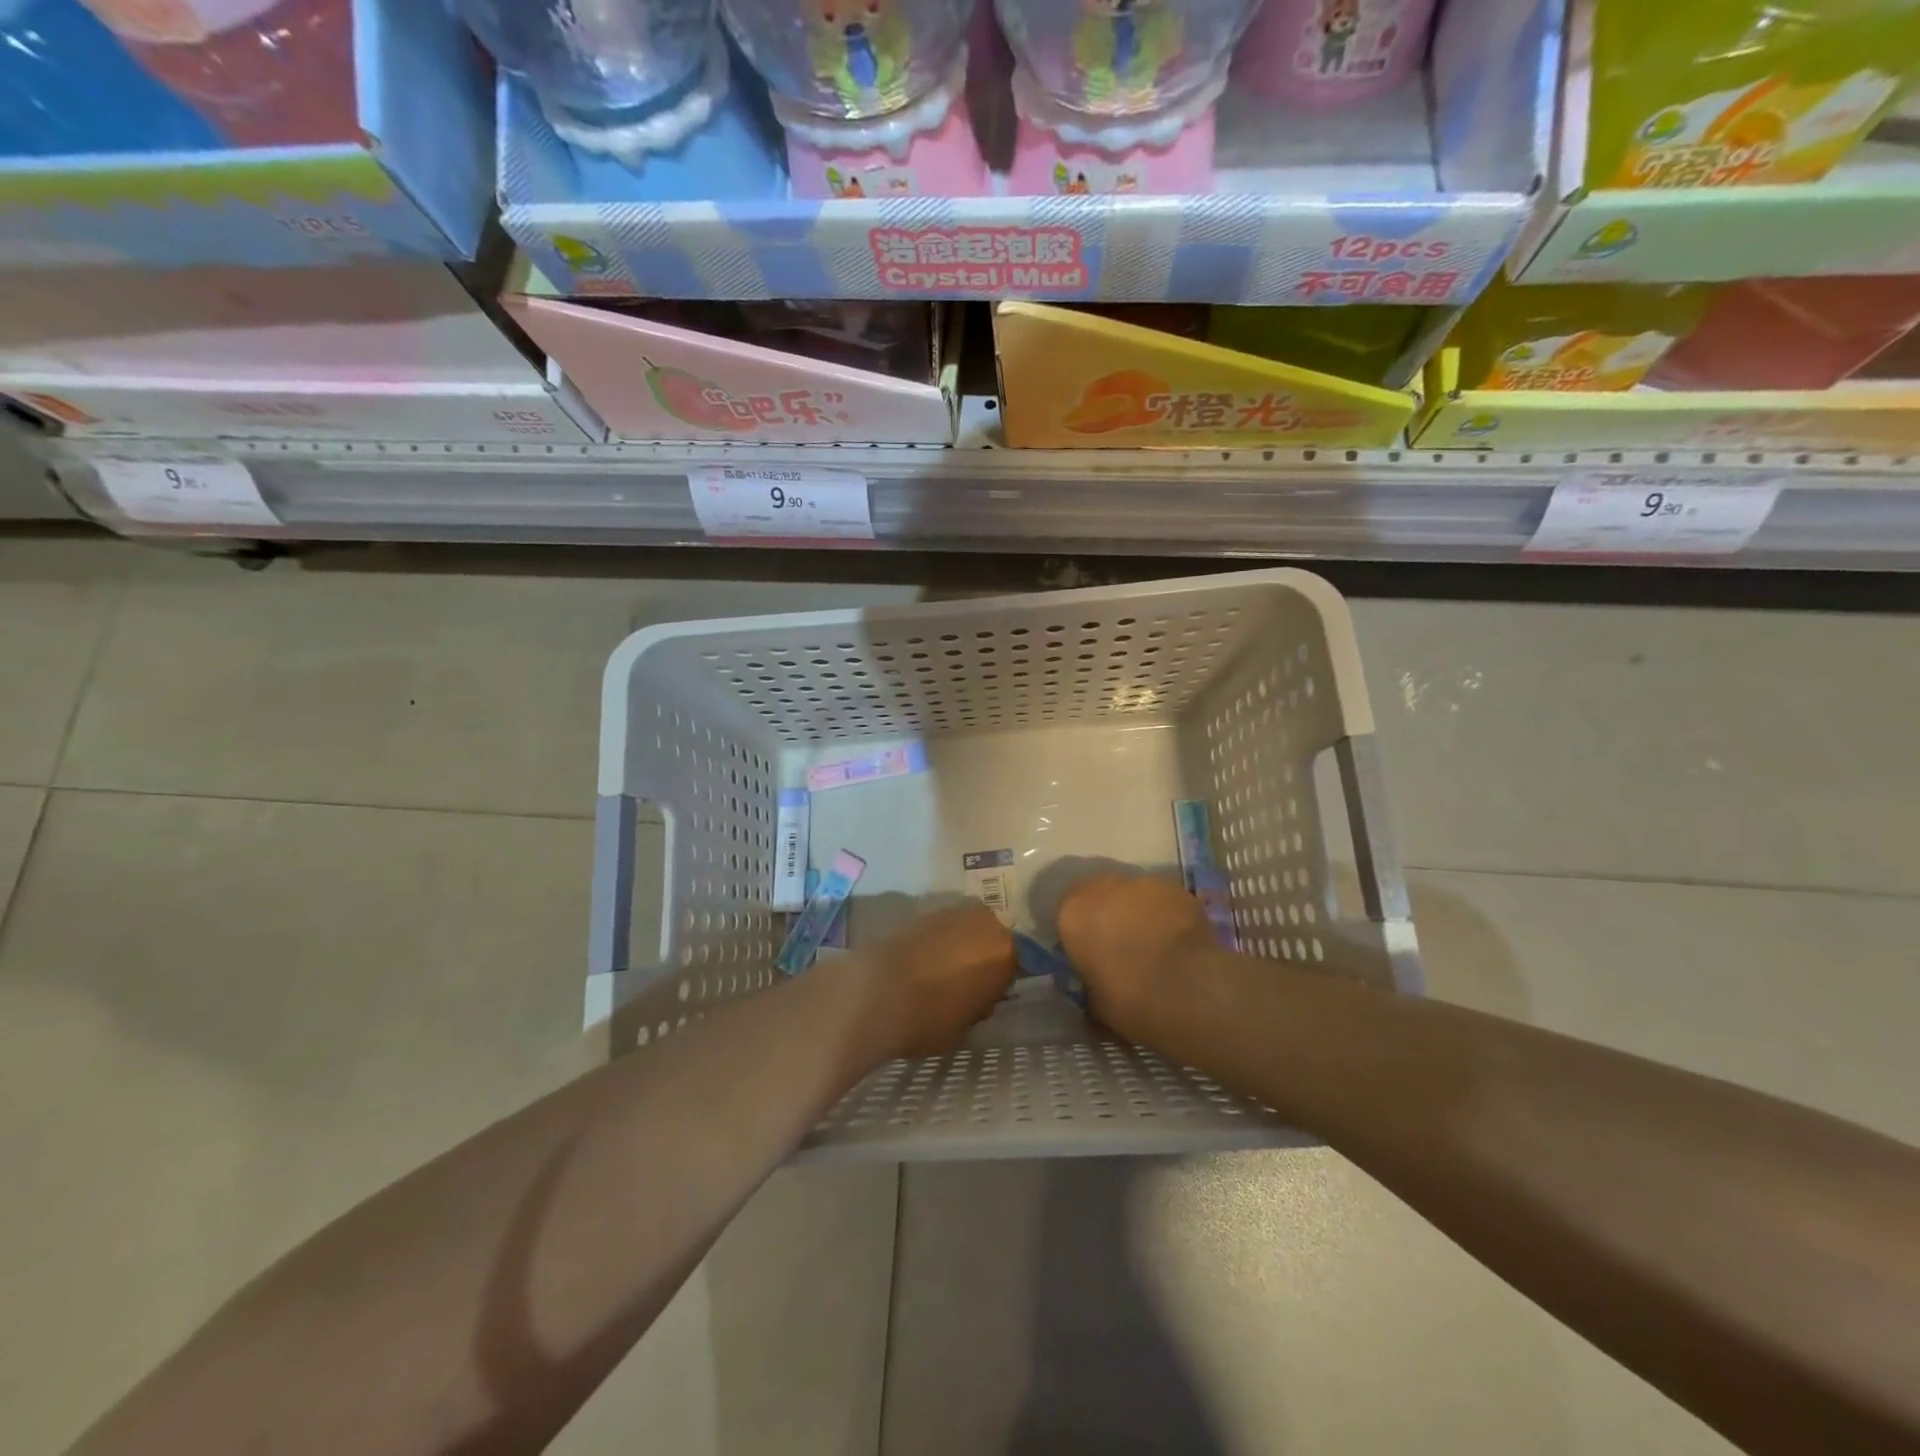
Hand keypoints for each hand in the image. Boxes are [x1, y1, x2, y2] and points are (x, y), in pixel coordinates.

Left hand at [858, 903, 1015, 1059]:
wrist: (878, 991)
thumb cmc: (931, 1017)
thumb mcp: (967, 1025)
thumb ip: (979, 1004)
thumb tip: (976, 995)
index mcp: (1006, 952)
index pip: (1012, 966)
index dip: (997, 984)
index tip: (983, 999)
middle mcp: (985, 922)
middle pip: (989, 939)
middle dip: (979, 957)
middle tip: (962, 984)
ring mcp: (952, 911)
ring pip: (964, 930)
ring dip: (957, 946)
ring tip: (937, 972)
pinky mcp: (922, 911)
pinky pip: (939, 929)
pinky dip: (934, 942)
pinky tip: (920, 962)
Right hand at [1057, 873, 1213, 1039]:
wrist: (1189, 990)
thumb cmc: (1131, 1001)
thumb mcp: (1095, 1003)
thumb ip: (1089, 982)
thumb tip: (1094, 985)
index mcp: (1073, 914)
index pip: (1066, 914)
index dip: (1079, 932)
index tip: (1090, 953)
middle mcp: (1103, 889)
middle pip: (1098, 893)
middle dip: (1106, 913)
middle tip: (1119, 943)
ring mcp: (1142, 884)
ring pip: (1132, 893)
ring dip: (1136, 911)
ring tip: (1153, 941)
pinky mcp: (1176, 888)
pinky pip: (1163, 899)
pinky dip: (1165, 913)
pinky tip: (1177, 938)